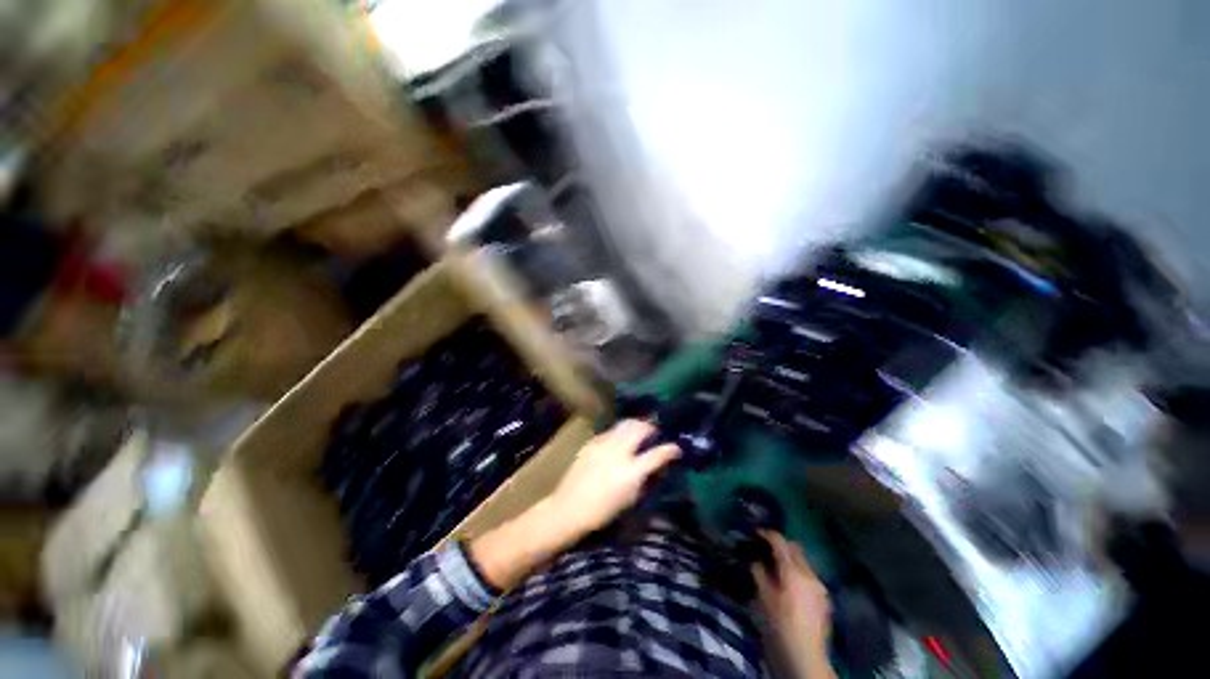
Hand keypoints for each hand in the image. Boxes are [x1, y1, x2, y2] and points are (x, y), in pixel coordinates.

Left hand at [546, 419, 680, 537]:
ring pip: (624, 424)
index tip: (676, 448)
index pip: (658, 454)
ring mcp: (603, 444)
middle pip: (640, 428)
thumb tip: (653, 466)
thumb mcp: (630, 499)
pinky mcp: (591, 442)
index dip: (671, 449)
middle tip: (654, 433)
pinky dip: (618, 433)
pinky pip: (609, 432)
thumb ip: (644, 479)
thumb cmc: (602, 512)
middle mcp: (618, 452)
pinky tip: (617, 442)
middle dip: (651, 427)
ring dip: (635, 426)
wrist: (568, 508)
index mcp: (631, 471)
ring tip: (638, 432)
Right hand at [753, 531, 835, 678]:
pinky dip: (798, 572)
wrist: (806, 658)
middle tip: (765, 548)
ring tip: (777, 567)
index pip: (781, 543)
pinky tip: (790, 585)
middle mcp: (810, 575)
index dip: (768, 534)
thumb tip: (756, 560)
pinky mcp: (825, 599)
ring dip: (790, 559)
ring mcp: (820, 587)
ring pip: (804, 562)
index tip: (756, 532)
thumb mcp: (763, 599)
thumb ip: (760, 574)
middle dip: (781, 545)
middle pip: (795, 549)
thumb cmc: (780, 627)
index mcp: (794, 573)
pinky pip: (810, 576)